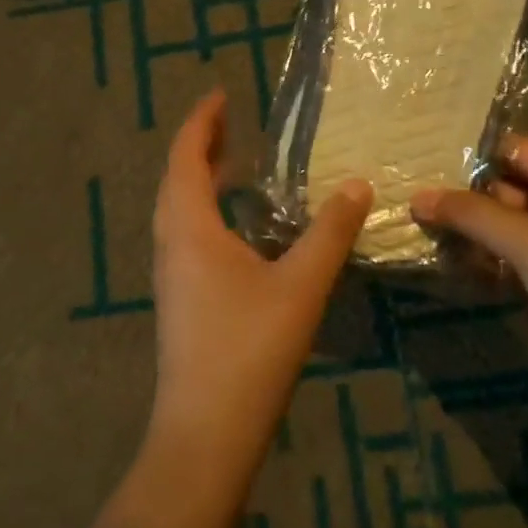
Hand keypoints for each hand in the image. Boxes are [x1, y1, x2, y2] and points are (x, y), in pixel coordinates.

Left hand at [147, 90, 371, 488]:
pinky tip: (237, 228)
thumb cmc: (249, 350)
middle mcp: (171, 243)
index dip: (202, 121)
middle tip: (231, 123)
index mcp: (190, 228)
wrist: (205, 433)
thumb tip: (356, 184)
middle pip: (177, 178)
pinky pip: (185, 234)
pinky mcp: (179, 299)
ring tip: (234, 164)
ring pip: (178, 209)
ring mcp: (170, 274)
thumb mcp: (301, 286)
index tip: (221, 94)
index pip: (186, 157)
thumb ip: (330, 233)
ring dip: (200, 179)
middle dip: (201, 145)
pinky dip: (205, 210)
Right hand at [411, 135, 527, 415]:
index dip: (472, 148)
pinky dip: (471, 263)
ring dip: (460, 230)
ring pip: (495, 230)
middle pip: (498, 190)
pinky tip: (434, 261)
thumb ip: (471, 214)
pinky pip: (497, 265)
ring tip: (407, 222)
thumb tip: (417, 196)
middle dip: (456, 192)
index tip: (422, 149)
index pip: (512, 150)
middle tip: (402, 188)